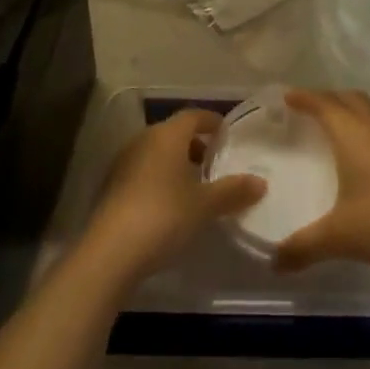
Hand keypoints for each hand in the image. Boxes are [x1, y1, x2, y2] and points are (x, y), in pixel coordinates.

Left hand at [84, 109, 266, 283]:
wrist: (109, 253)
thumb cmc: (163, 216)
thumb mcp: (205, 205)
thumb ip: (233, 191)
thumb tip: (260, 182)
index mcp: (167, 135)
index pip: (193, 115)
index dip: (212, 122)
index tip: (227, 135)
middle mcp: (143, 140)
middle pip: (174, 133)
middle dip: (195, 145)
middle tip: (215, 164)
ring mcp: (123, 163)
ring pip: (156, 153)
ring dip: (176, 164)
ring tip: (195, 188)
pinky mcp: (110, 187)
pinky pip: (142, 172)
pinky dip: (159, 179)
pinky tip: (169, 206)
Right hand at [271, 90, 369, 288]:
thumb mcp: (340, 237)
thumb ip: (302, 247)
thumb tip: (273, 261)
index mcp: (352, 136)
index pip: (324, 104)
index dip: (303, 97)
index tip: (283, 96)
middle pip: (348, 98)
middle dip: (324, 97)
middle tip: (302, 108)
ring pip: (366, 112)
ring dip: (345, 111)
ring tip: (325, 128)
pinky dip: (359, 129)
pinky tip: (353, 157)